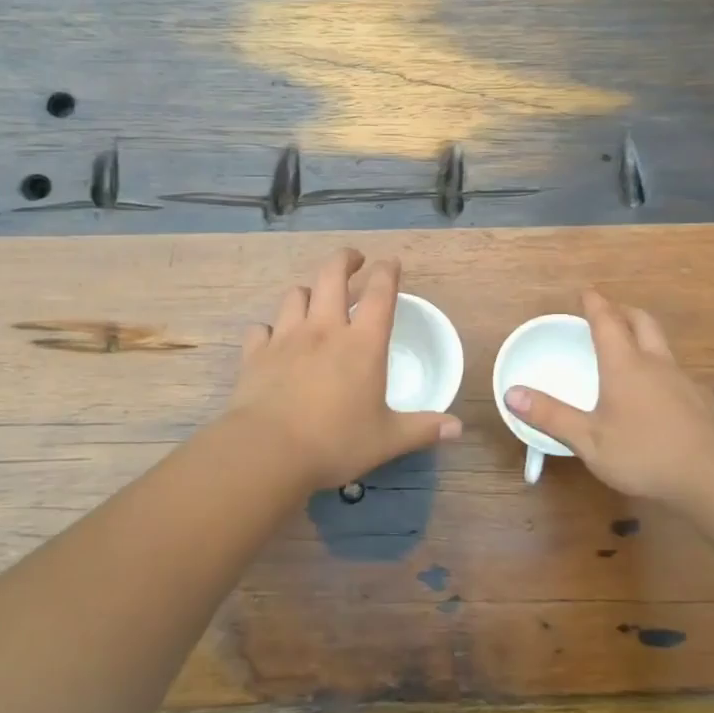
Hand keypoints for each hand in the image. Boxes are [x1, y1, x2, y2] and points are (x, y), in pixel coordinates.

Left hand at [227, 249, 463, 489]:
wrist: (268, 452)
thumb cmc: (335, 443)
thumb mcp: (387, 440)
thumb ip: (422, 429)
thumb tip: (457, 428)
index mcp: (362, 344)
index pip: (379, 293)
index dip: (387, 272)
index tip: (391, 263)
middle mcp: (324, 330)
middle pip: (332, 275)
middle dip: (345, 260)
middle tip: (354, 260)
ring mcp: (286, 338)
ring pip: (295, 295)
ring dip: (308, 292)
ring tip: (315, 299)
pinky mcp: (256, 354)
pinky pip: (261, 328)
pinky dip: (270, 329)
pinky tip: (273, 340)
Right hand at [505, 289, 713, 505]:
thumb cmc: (646, 453)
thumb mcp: (589, 440)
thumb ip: (551, 416)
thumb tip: (511, 393)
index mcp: (625, 365)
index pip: (607, 322)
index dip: (595, 304)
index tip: (587, 291)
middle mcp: (656, 364)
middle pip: (642, 322)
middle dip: (624, 311)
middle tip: (610, 312)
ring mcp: (685, 382)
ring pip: (663, 347)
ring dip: (644, 339)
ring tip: (630, 353)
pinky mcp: (703, 403)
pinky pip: (677, 374)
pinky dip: (661, 371)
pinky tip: (658, 397)